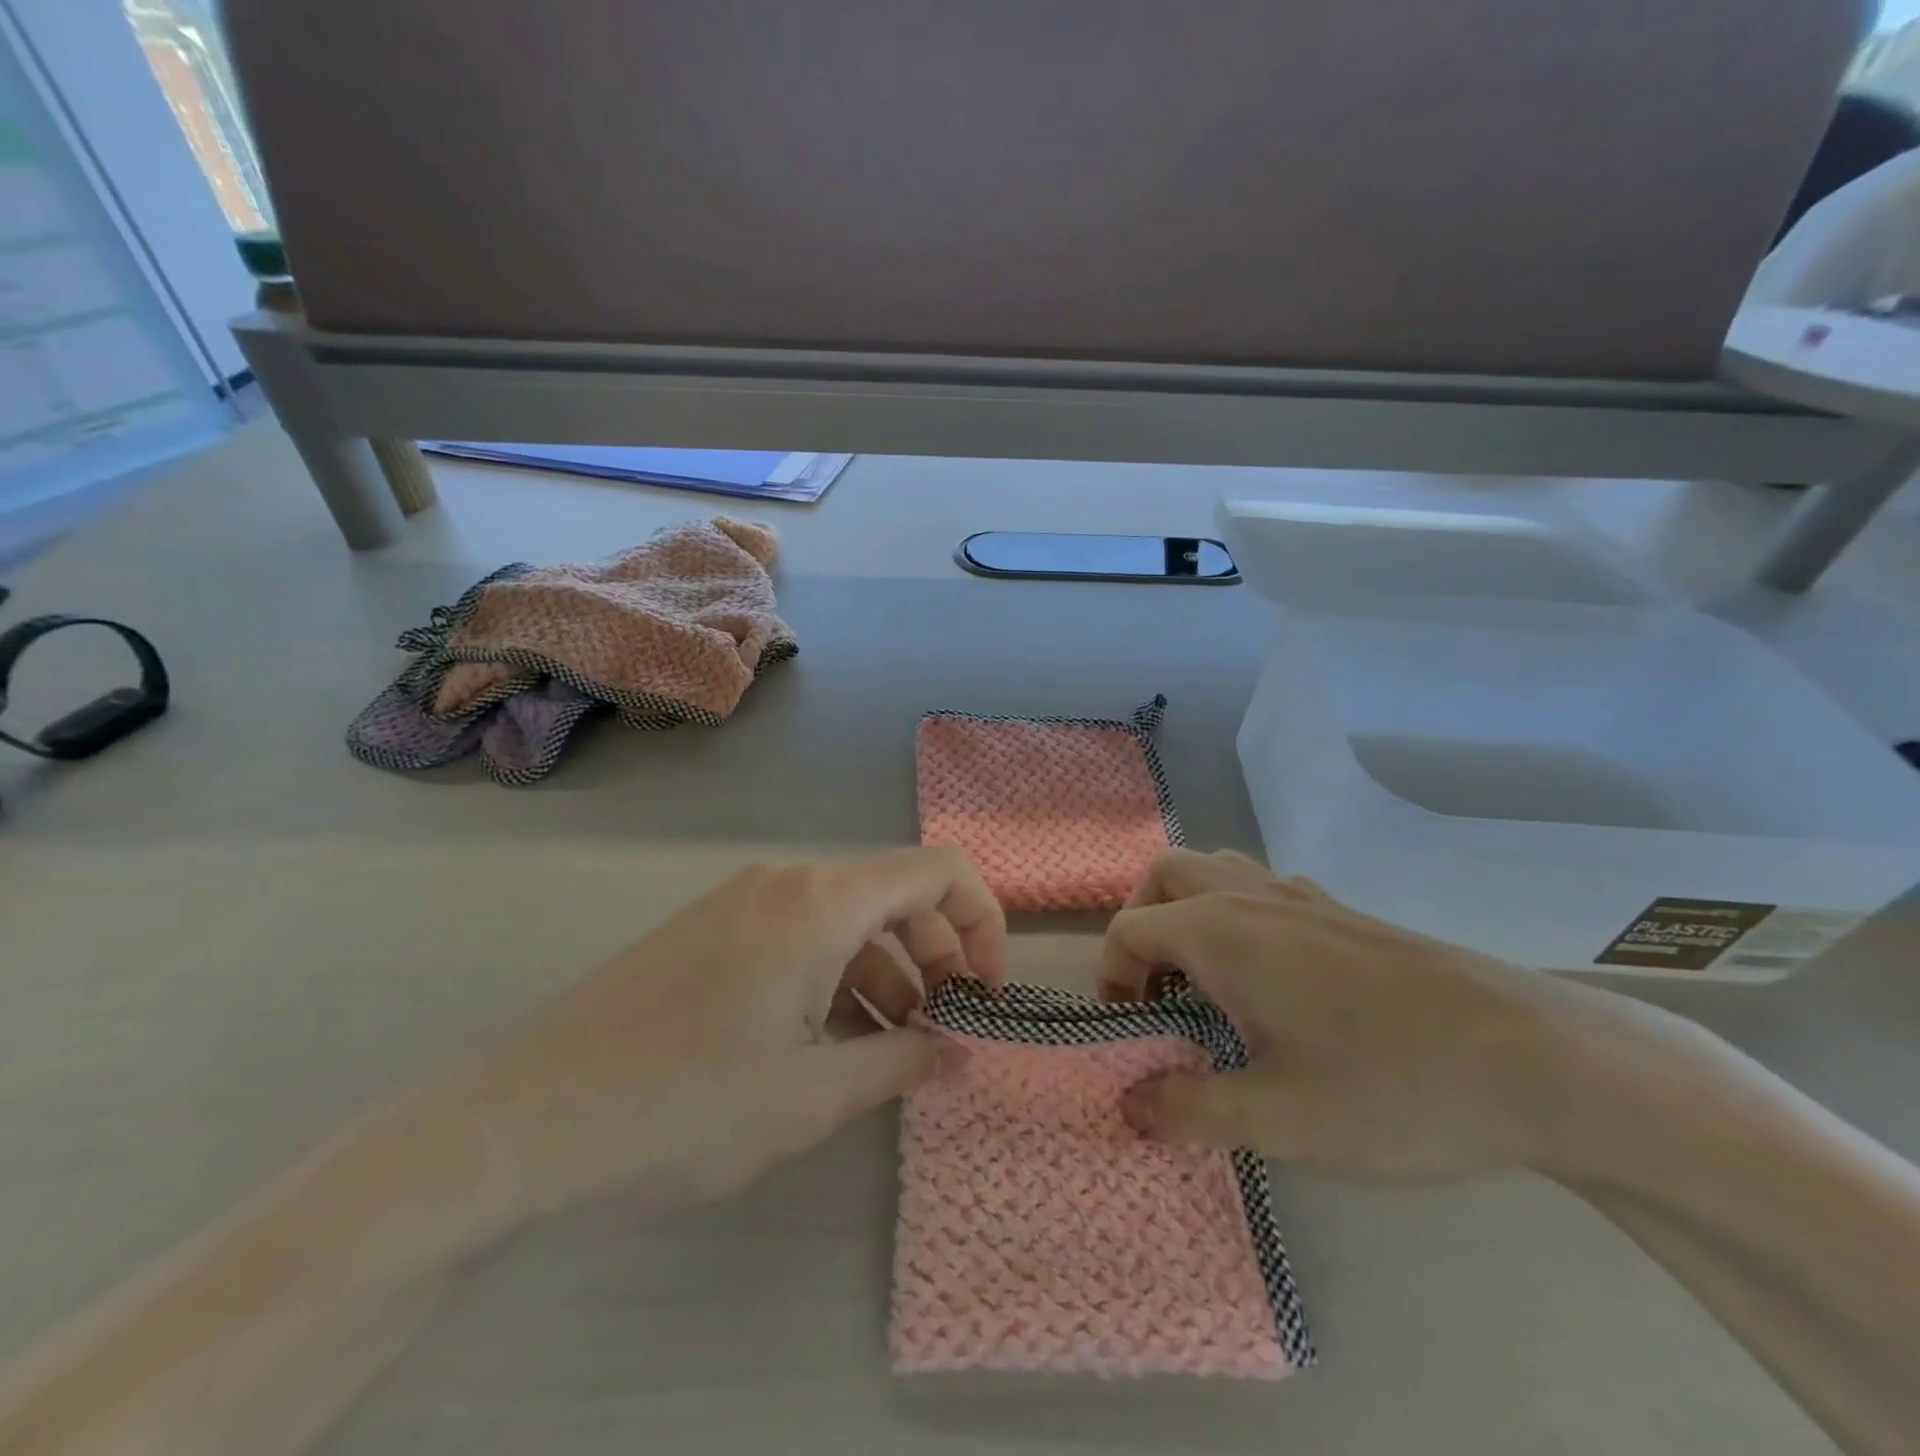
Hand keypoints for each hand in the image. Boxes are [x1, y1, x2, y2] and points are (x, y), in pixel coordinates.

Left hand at [463, 847, 1005, 1221]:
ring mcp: (744, 901)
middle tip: (942, 1030)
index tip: (987, 993)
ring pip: (848, 918)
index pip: (939, 872)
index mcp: (821, 903)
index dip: (982, 924)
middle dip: (936, 957)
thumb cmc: (683, 1105)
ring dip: (886, 972)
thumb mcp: (810, 1096)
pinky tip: (829, 1040)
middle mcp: (787, 882)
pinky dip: (837, 975)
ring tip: (889, 1048)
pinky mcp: (714, 928)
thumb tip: (961, 1052)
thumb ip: (901, 1063)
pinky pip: (802, 935)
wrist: (526, 1117)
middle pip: (896, 894)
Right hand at [1101, 849, 1652, 1182]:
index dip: (1111, 977)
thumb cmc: (1390, 1087)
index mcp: (1219, 932)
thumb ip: (1189, 1109)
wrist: (1536, 1060)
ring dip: (1190, 907)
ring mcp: (1302, 897)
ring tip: (1206, 976)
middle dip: (1141, 921)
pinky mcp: (1345, 911)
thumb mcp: (1278, 1119)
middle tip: (1155, 986)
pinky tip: (1275, 977)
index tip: (1130, 1031)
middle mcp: (1250, 898)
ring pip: (1218, 869)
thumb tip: (1130, 1106)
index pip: (1129, 931)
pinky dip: (1241, 913)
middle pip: (1165, 875)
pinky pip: (1266, 888)